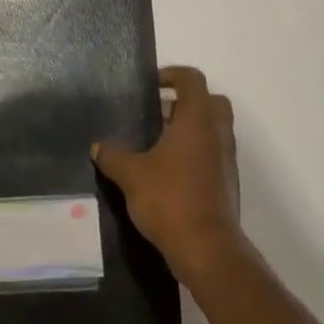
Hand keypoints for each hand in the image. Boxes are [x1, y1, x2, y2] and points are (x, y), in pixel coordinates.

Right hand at [93, 66, 242, 286]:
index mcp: (197, 120)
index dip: (172, 75)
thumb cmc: (169, 199)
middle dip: (185, 102)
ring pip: (213, 129)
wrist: (207, 247)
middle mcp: (217, 133)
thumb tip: (96, 146)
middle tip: (157, 113)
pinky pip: (212, 153)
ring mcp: (226, 158)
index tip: (151, 85)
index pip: (192, 80)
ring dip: (190, 129)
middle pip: (210, 101)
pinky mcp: (227, 182)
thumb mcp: (131, 175)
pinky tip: (167, 171)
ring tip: (156, 143)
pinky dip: (194, 152)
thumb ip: (113, 156)